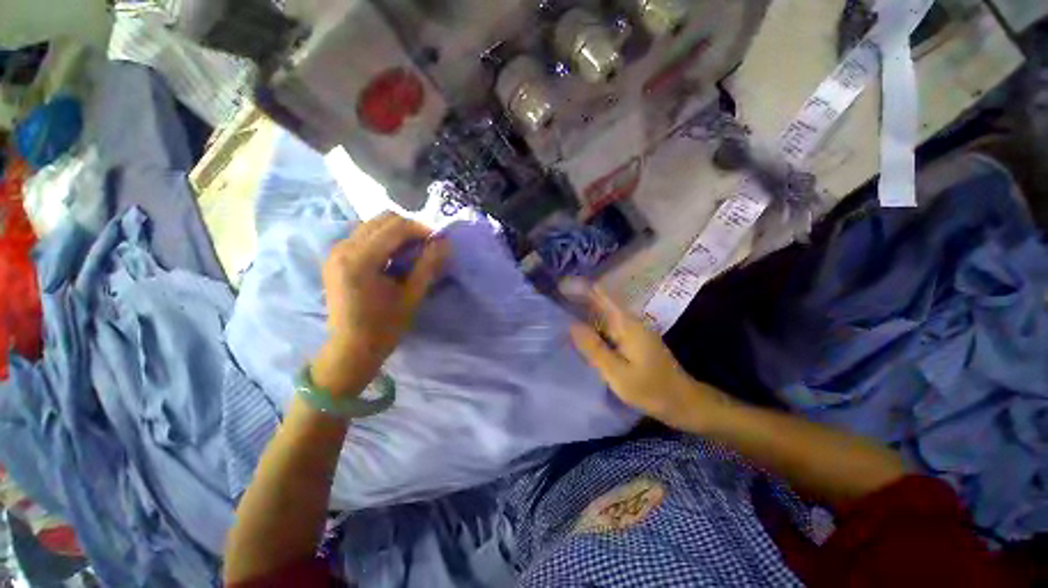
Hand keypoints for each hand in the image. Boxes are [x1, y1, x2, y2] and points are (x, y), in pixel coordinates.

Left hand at [311, 212, 448, 397]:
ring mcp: (336, 251)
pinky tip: (394, 257)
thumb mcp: (412, 296)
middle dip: (410, 228)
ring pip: (373, 224)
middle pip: (383, 219)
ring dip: (397, 232)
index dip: (421, 229)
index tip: (439, 242)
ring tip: (413, 252)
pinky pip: (364, 235)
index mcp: (360, 259)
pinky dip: (384, 239)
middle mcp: (343, 248)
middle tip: (427, 246)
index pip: (395, 227)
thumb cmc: (384, 327)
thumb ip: (428, 265)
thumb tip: (444, 242)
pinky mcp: (336, 257)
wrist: (351, 349)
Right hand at [566, 281, 731, 432]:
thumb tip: (571, 325)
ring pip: (603, 314)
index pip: (601, 296)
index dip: (581, 288)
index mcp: (627, 324)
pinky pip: (607, 326)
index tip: (560, 285)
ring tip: (561, 308)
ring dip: (584, 309)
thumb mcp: (617, 373)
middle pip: (601, 302)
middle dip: (578, 297)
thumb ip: (594, 348)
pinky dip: (592, 324)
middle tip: (554, 296)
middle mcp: (629, 321)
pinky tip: (580, 329)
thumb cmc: (650, 389)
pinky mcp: (631, 340)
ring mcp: (631, 330)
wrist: (682, 401)